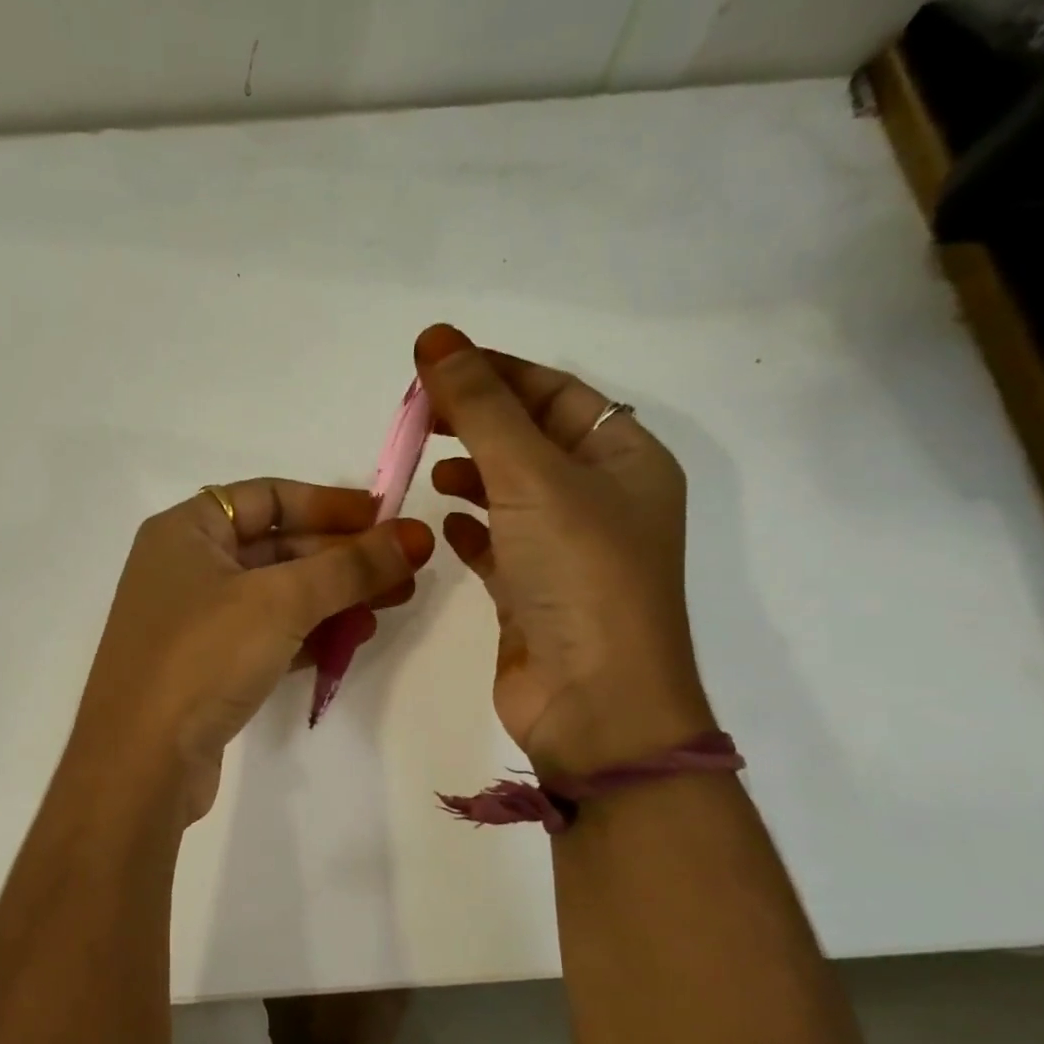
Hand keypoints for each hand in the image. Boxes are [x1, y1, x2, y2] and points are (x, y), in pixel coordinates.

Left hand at [72, 479, 434, 821]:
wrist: (140, 764)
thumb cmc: (203, 656)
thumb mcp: (281, 600)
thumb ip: (350, 566)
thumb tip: (415, 536)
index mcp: (185, 530)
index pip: (268, 496)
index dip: (330, 504)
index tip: (385, 519)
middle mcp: (185, 568)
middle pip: (277, 546)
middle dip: (342, 558)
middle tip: (405, 570)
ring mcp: (193, 622)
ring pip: (277, 595)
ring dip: (333, 597)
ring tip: (391, 606)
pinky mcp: (206, 668)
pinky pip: (268, 636)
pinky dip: (309, 634)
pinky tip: (352, 641)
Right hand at [415, 324, 713, 773]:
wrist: (595, 705)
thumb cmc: (579, 577)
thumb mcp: (533, 478)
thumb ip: (483, 408)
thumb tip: (436, 338)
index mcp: (625, 459)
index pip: (555, 392)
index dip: (495, 371)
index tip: (432, 363)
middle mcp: (602, 499)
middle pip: (532, 437)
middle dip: (477, 420)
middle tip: (418, 414)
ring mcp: (567, 549)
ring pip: (512, 490)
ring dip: (472, 472)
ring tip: (428, 467)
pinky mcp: (534, 591)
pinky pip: (499, 541)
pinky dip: (472, 525)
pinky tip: (443, 518)